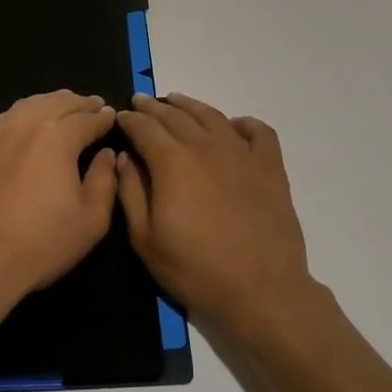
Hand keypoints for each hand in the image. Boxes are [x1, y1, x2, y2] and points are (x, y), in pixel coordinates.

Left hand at [0, 90, 118, 320]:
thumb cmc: (40, 243)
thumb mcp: (91, 220)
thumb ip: (105, 180)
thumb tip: (107, 154)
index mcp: (58, 137)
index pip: (88, 118)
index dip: (103, 117)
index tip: (112, 116)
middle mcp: (27, 124)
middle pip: (58, 102)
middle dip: (80, 103)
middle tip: (94, 105)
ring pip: (30, 104)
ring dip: (52, 102)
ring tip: (64, 106)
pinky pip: (6, 116)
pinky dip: (25, 111)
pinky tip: (28, 120)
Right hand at [115, 93, 316, 338]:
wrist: (261, 289)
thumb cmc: (196, 269)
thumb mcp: (146, 239)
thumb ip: (130, 192)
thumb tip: (124, 157)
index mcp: (172, 161)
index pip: (144, 127)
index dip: (129, 119)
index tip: (120, 116)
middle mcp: (206, 146)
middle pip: (175, 115)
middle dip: (153, 107)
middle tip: (141, 101)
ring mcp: (242, 153)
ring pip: (211, 115)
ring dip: (190, 105)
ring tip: (176, 101)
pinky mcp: (270, 166)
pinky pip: (258, 132)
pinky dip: (243, 123)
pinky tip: (233, 126)